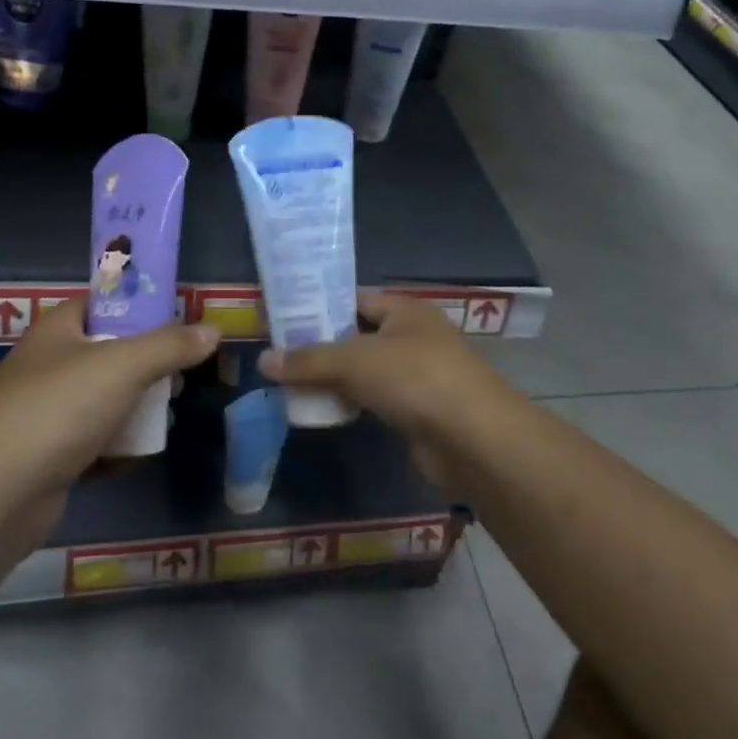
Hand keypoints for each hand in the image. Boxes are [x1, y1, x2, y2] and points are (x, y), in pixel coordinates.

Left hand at [0, 300, 218, 501]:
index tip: (180, 321)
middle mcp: (49, 364)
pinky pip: (93, 442)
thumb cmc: (58, 411)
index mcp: (59, 329)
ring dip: (136, 409)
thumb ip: (170, 346)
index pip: (104, 302)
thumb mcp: (123, 367)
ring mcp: (46, 412)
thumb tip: (213, 330)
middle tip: (178, 378)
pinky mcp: (48, 455)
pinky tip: (137, 458)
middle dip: (148, 365)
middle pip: (110, 352)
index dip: (142, 307)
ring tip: (165, 419)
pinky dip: (116, 448)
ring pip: (104, 399)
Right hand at [259, 293, 520, 485]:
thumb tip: (264, 360)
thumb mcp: (355, 361)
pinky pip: (374, 400)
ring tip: (288, 383)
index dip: (319, 307)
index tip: (282, 319)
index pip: (354, 299)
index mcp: (405, 310)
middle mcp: (413, 336)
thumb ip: (309, 360)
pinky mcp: (417, 411)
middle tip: (278, 355)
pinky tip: (321, 410)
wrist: (473, 439)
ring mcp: (417, 375)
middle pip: (357, 336)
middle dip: (321, 347)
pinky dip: (350, 403)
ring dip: (333, 378)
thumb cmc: (415, 379)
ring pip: (364, 371)